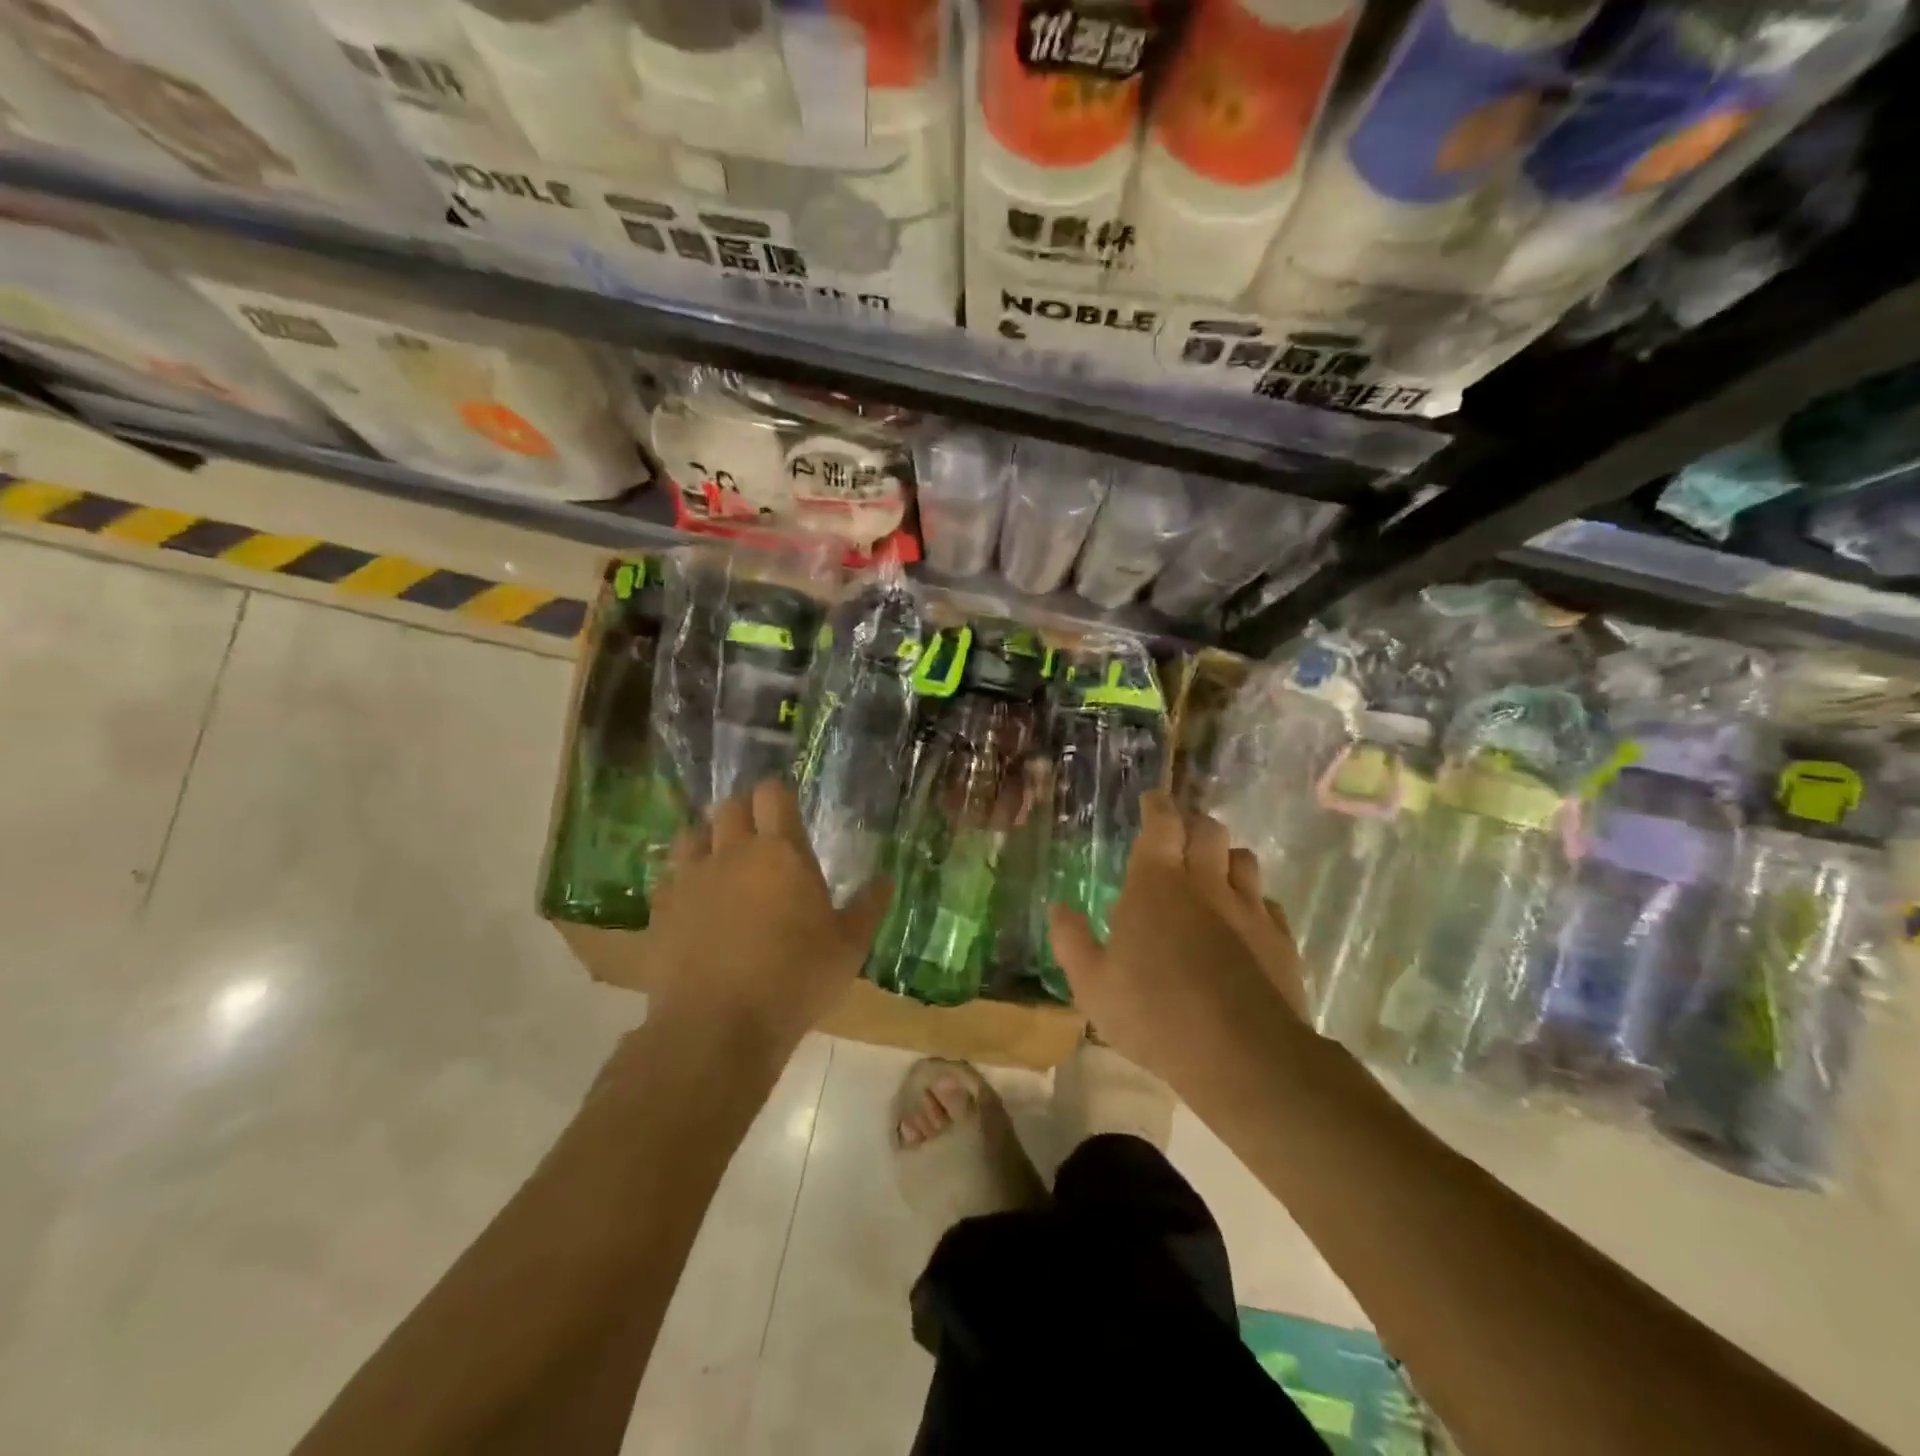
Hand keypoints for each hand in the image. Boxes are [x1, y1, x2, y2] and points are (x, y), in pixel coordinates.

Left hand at [642, 779, 889, 1064]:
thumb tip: (886, 878)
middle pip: (729, 806)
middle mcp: (732, 853)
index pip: (772, 795)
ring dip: (708, 838)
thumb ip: (868, 907)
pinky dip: (683, 878)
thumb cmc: (795, 980)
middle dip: (744, 812)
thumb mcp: (849, 947)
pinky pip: (669, 875)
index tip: (786, 809)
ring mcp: (691, 879)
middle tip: (759, 836)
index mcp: (781, 852)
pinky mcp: (661, 909)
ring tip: (722, 861)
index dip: (778, 795)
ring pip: (693, 834)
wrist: (718, 1027)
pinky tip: (694, 899)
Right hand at [1048, 792, 1307, 1092]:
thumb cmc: (1154, 1014)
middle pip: (1208, 830)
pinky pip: (1267, 903)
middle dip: (1193, 824)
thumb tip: (1058, 907)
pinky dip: (1252, 901)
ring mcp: (1248, 909)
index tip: (1152, 800)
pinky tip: (1243, 921)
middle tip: (1179, 836)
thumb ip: (1071, 940)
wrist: (1242, 1055)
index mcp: (1157, 883)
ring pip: (1243, 859)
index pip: (1162, 822)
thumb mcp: (1092, 984)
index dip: (1157, 805)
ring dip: (1225, 857)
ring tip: (1211, 873)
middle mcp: (1205, 883)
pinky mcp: (1279, 939)